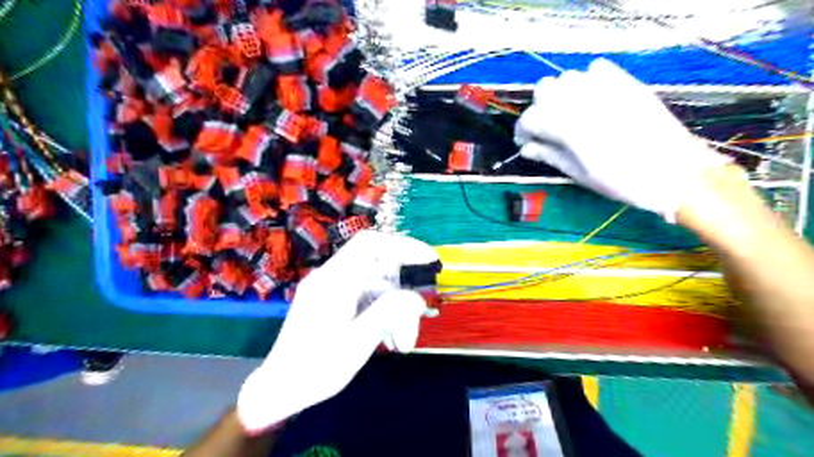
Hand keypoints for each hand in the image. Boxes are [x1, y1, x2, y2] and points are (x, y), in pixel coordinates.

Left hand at [235, 232, 438, 434]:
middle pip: (379, 269)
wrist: (280, 389)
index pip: (370, 244)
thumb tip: (416, 297)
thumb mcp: (357, 341)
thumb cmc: (315, 368)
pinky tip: (391, 340)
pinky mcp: (334, 303)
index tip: (428, 260)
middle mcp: (333, 278)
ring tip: (403, 343)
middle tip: (419, 319)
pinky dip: (383, 315)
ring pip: (377, 288)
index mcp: (334, 280)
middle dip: (403, 293)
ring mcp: (333, 290)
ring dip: (396, 311)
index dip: (403, 245)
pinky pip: (367, 299)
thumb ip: (388, 312)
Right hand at [518, 57, 728, 221]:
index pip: (530, 118)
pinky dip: (587, 80)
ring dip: (560, 94)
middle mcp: (582, 100)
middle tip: (546, 129)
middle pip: (544, 89)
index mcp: (568, 127)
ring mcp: (607, 87)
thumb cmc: (622, 181)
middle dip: (539, 108)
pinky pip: (596, 68)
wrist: (675, 173)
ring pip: (567, 78)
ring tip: (568, 114)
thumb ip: (549, 155)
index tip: (526, 142)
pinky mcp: (626, 82)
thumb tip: (527, 148)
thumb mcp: (579, 174)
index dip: (523, 130)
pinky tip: (592, 98)